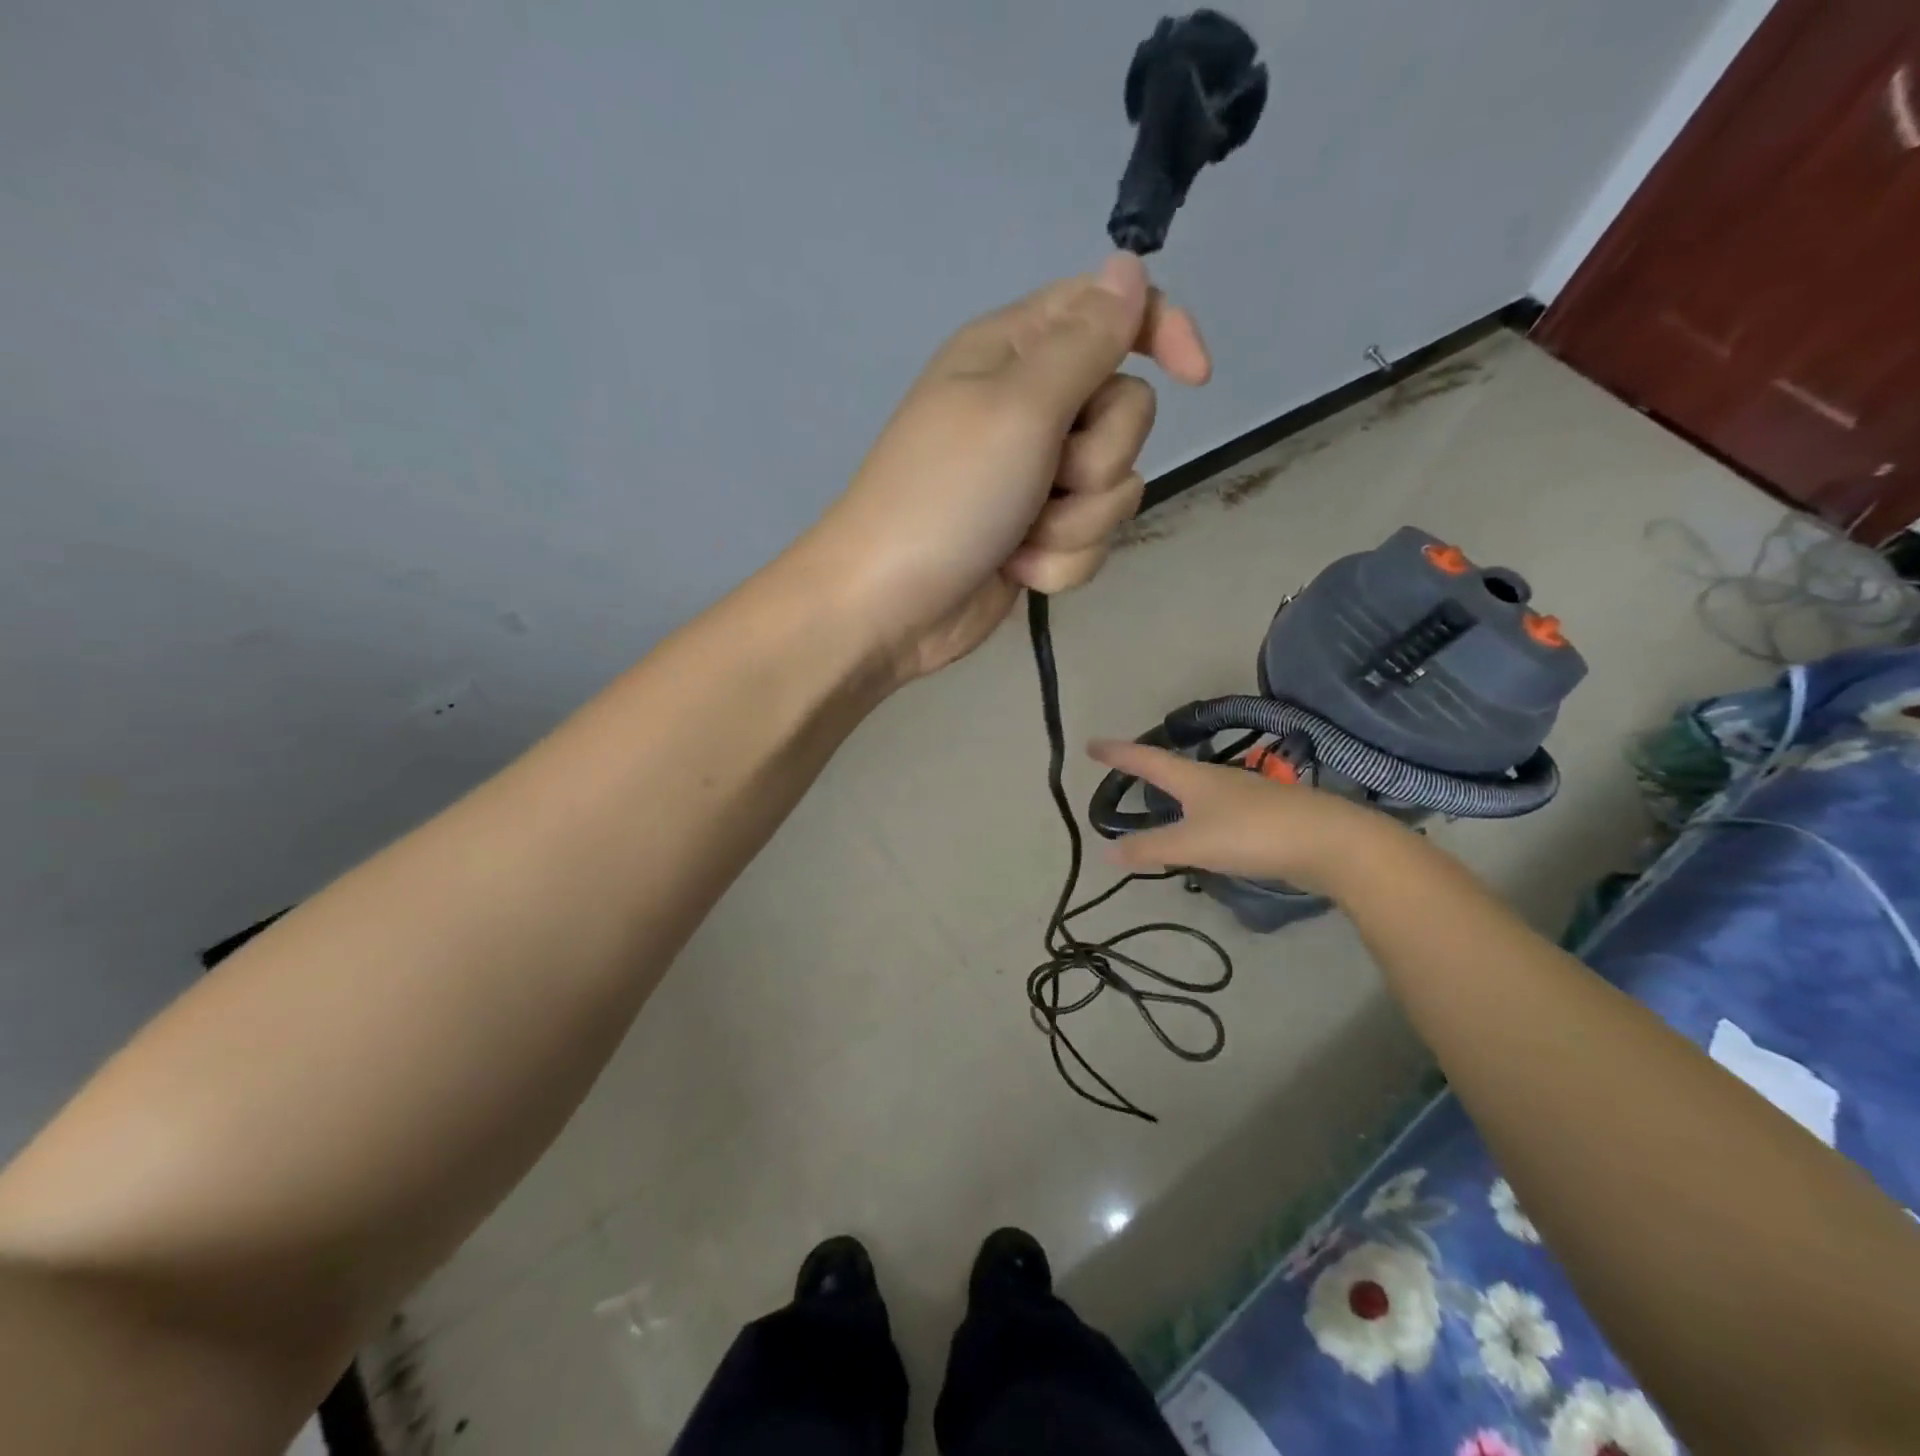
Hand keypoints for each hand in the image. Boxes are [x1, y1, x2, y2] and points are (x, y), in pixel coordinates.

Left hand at [802, 254, 1209, 682]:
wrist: (889, 607)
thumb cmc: (944, 496)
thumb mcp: (1018, 407)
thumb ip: (1085, 341)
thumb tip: (1129, 268)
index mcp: (1017, 353)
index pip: (1113, 313)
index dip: (1162, 332)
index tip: (1196, 376)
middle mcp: (1031, 410)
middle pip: (1127, 413)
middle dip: (1096, 459)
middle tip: (1044, 479)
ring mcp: (1035, 480)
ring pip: (1115, 488)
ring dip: (1074, 523)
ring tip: (1020, 536)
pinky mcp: (1038, 537)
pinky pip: (1089, 541)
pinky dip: (1058, 562)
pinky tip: (1015, 570)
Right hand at [1088, 739, 1400, 896]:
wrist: (1330, 842)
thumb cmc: (1253, 834)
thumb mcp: (1193, 843)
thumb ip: (1150, 848)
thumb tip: (1105, 851)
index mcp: (1193, 777)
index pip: (1145, 759)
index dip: (1117, 753)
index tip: (1091, 744)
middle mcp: (1216, 779)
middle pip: (1172, 767)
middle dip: (1145, 767)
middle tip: (1122, 769)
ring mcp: (1244, 795)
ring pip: (1198, 788)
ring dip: (1174, 791)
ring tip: (1158, 798)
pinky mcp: (1264, 815)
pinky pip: (1217, 809)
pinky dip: (1198, 814)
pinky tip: (1203, 831)